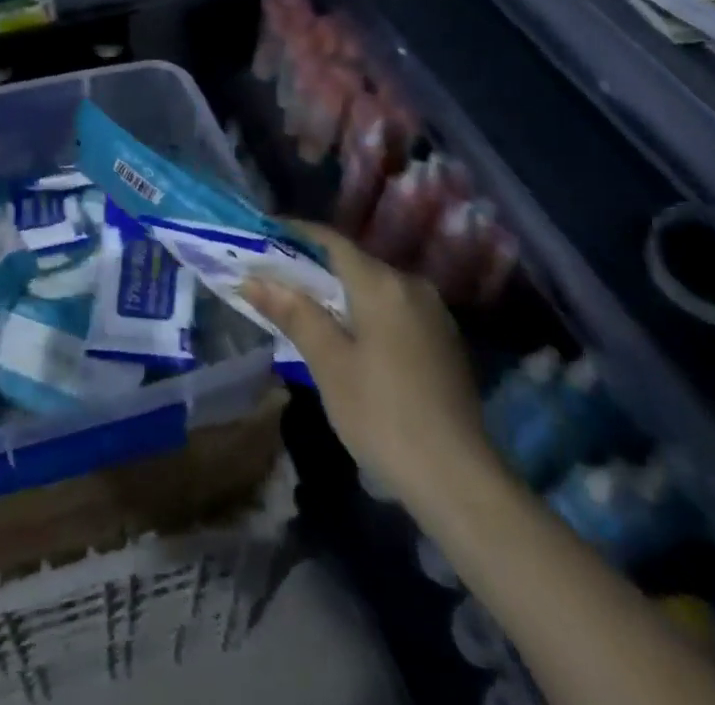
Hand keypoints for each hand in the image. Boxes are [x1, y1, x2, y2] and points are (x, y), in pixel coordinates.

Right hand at [242, 221, 496, 512]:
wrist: (461, 482)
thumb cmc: (383, 415)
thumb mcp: (329, 363)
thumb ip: (293, 313)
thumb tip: (253, 279)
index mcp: (381, 283)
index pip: (331, 240)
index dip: (296, 232)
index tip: (265, 233)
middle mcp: (411, 285)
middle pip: (353, 262)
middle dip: (313, 265)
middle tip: (274, 275)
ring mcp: (433, 313)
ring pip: (375, 286)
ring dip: (339, 290)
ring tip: (303, 305)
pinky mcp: (444, 341)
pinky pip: (394, 308)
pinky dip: (364, 310)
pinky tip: (347, 334)